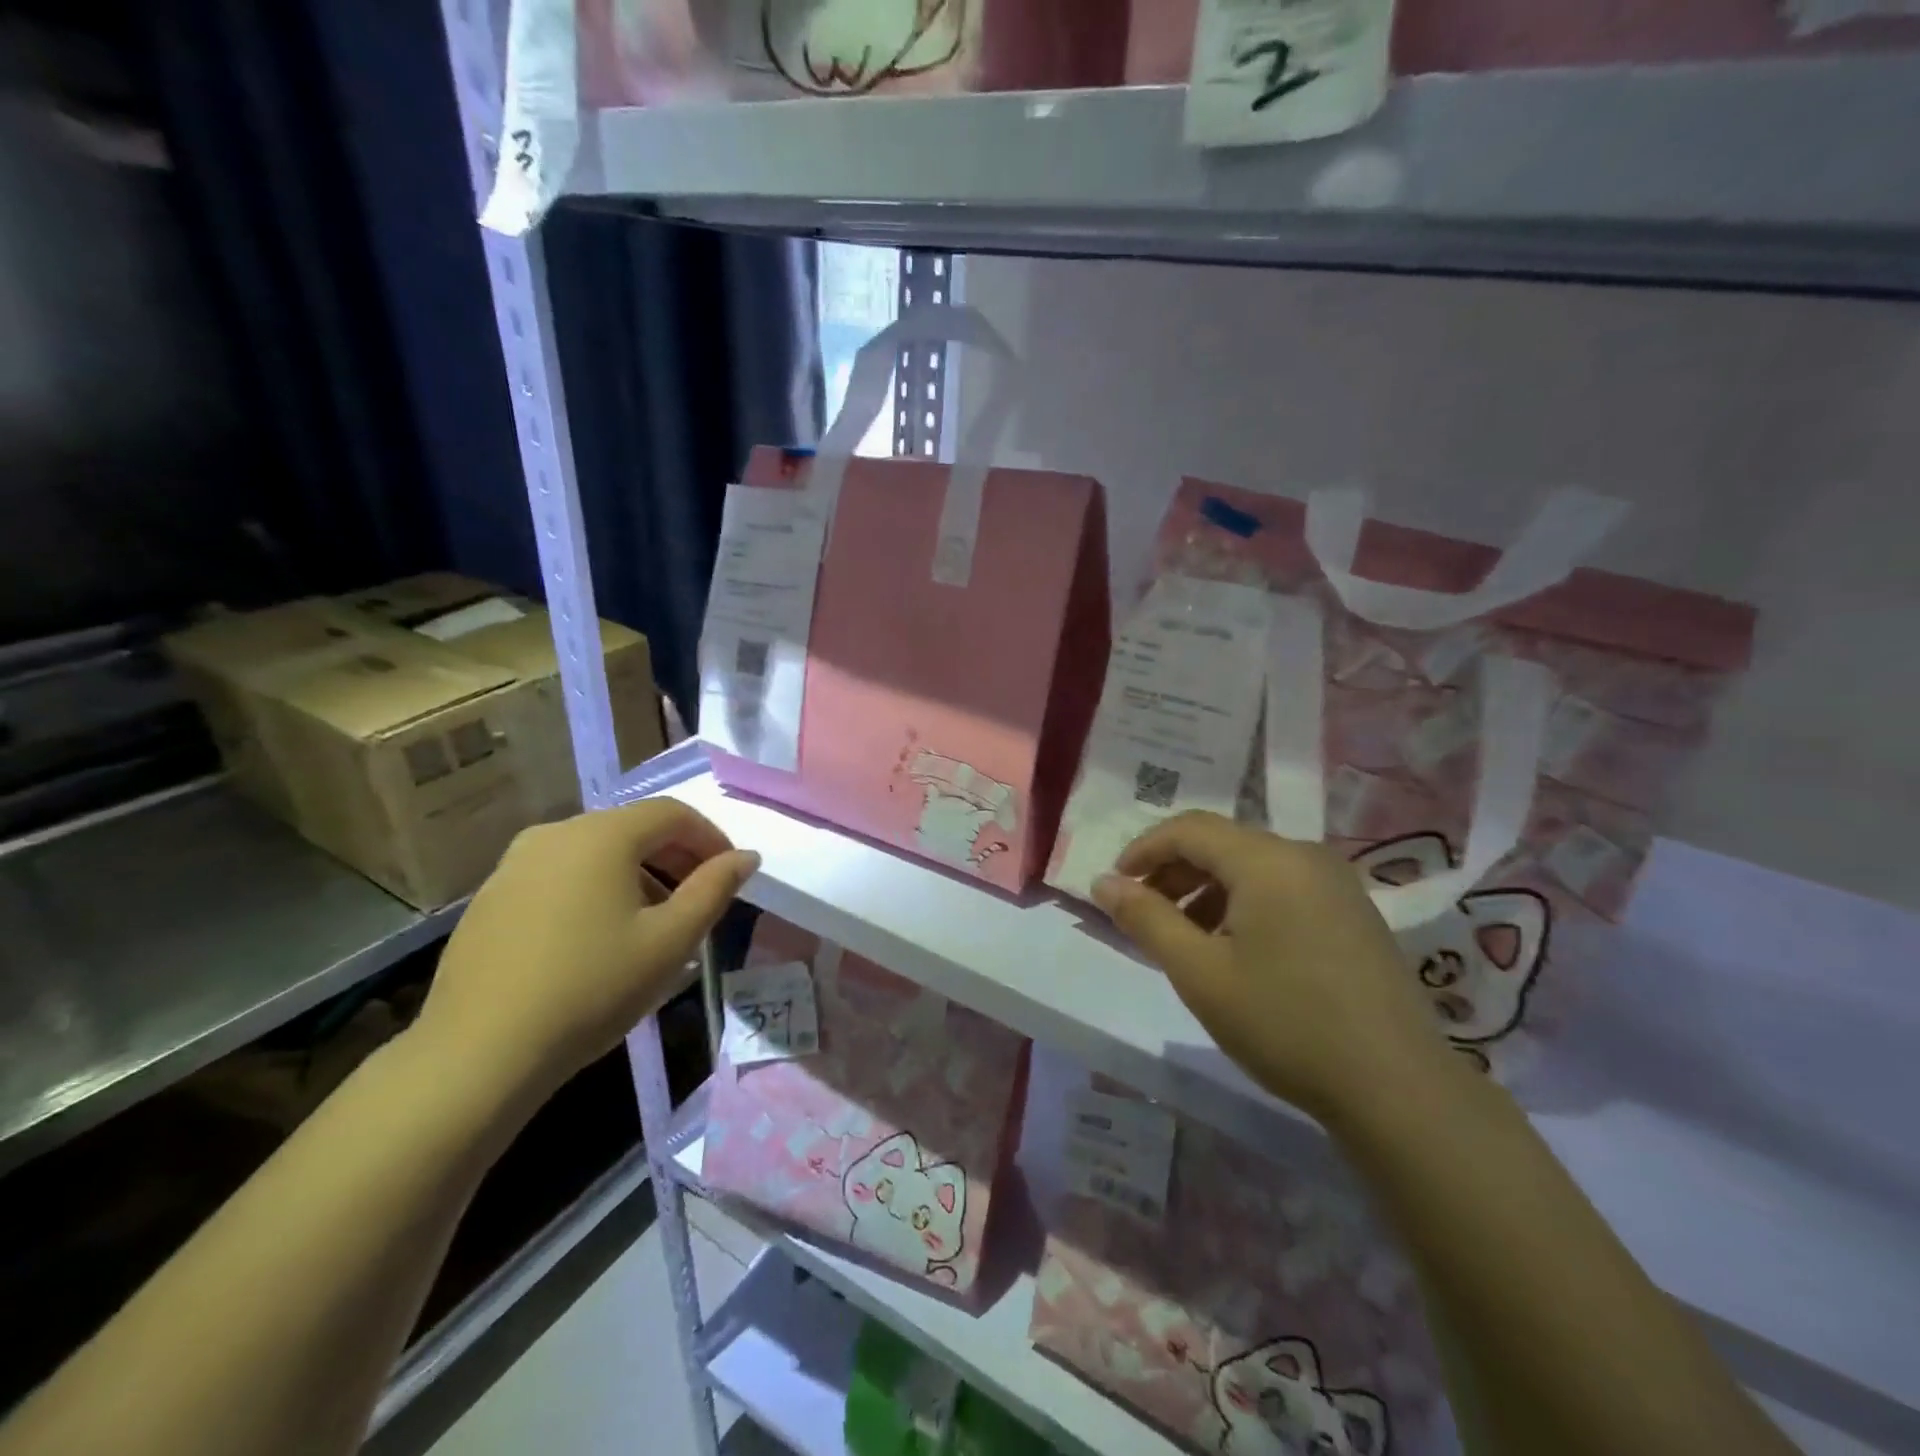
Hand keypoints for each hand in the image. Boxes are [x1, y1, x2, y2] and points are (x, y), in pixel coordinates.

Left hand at [415, 802, 758, 1109]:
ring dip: (637, 874)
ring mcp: (515, 864)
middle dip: (675, 857)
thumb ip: (714, 889)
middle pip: (633, 828)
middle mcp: (556, 833)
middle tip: (699, 899)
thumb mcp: (671, 941)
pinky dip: (595, 889)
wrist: (479, 1053)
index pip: (673, 813)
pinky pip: (560, 875)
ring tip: (654, 922)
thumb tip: (745, 857)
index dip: (710, 838)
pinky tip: (599, 938)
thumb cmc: (592, 988)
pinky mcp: (490, 897)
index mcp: (602, 835)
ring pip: (595, 852)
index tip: (730, 874)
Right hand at [1092, 812, 1448, 1122]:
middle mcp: (1305, 856)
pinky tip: (1234, 950)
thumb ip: (1146, 919)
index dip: (1143, 850)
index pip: (1189, 829)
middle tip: (1143, 916)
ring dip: (1206, 890)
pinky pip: (1282, 888)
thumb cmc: (1285, 1023)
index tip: (1115, 887)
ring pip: (1251, 867)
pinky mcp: (1352, 912)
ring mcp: (1336, 883)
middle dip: (1173, 872)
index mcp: (1268, 860)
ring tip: (1184, 939)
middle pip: (1221, 844)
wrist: (1397, 1089)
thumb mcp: (1199, 973)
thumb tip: (1102, 882)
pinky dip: (1243, 904)